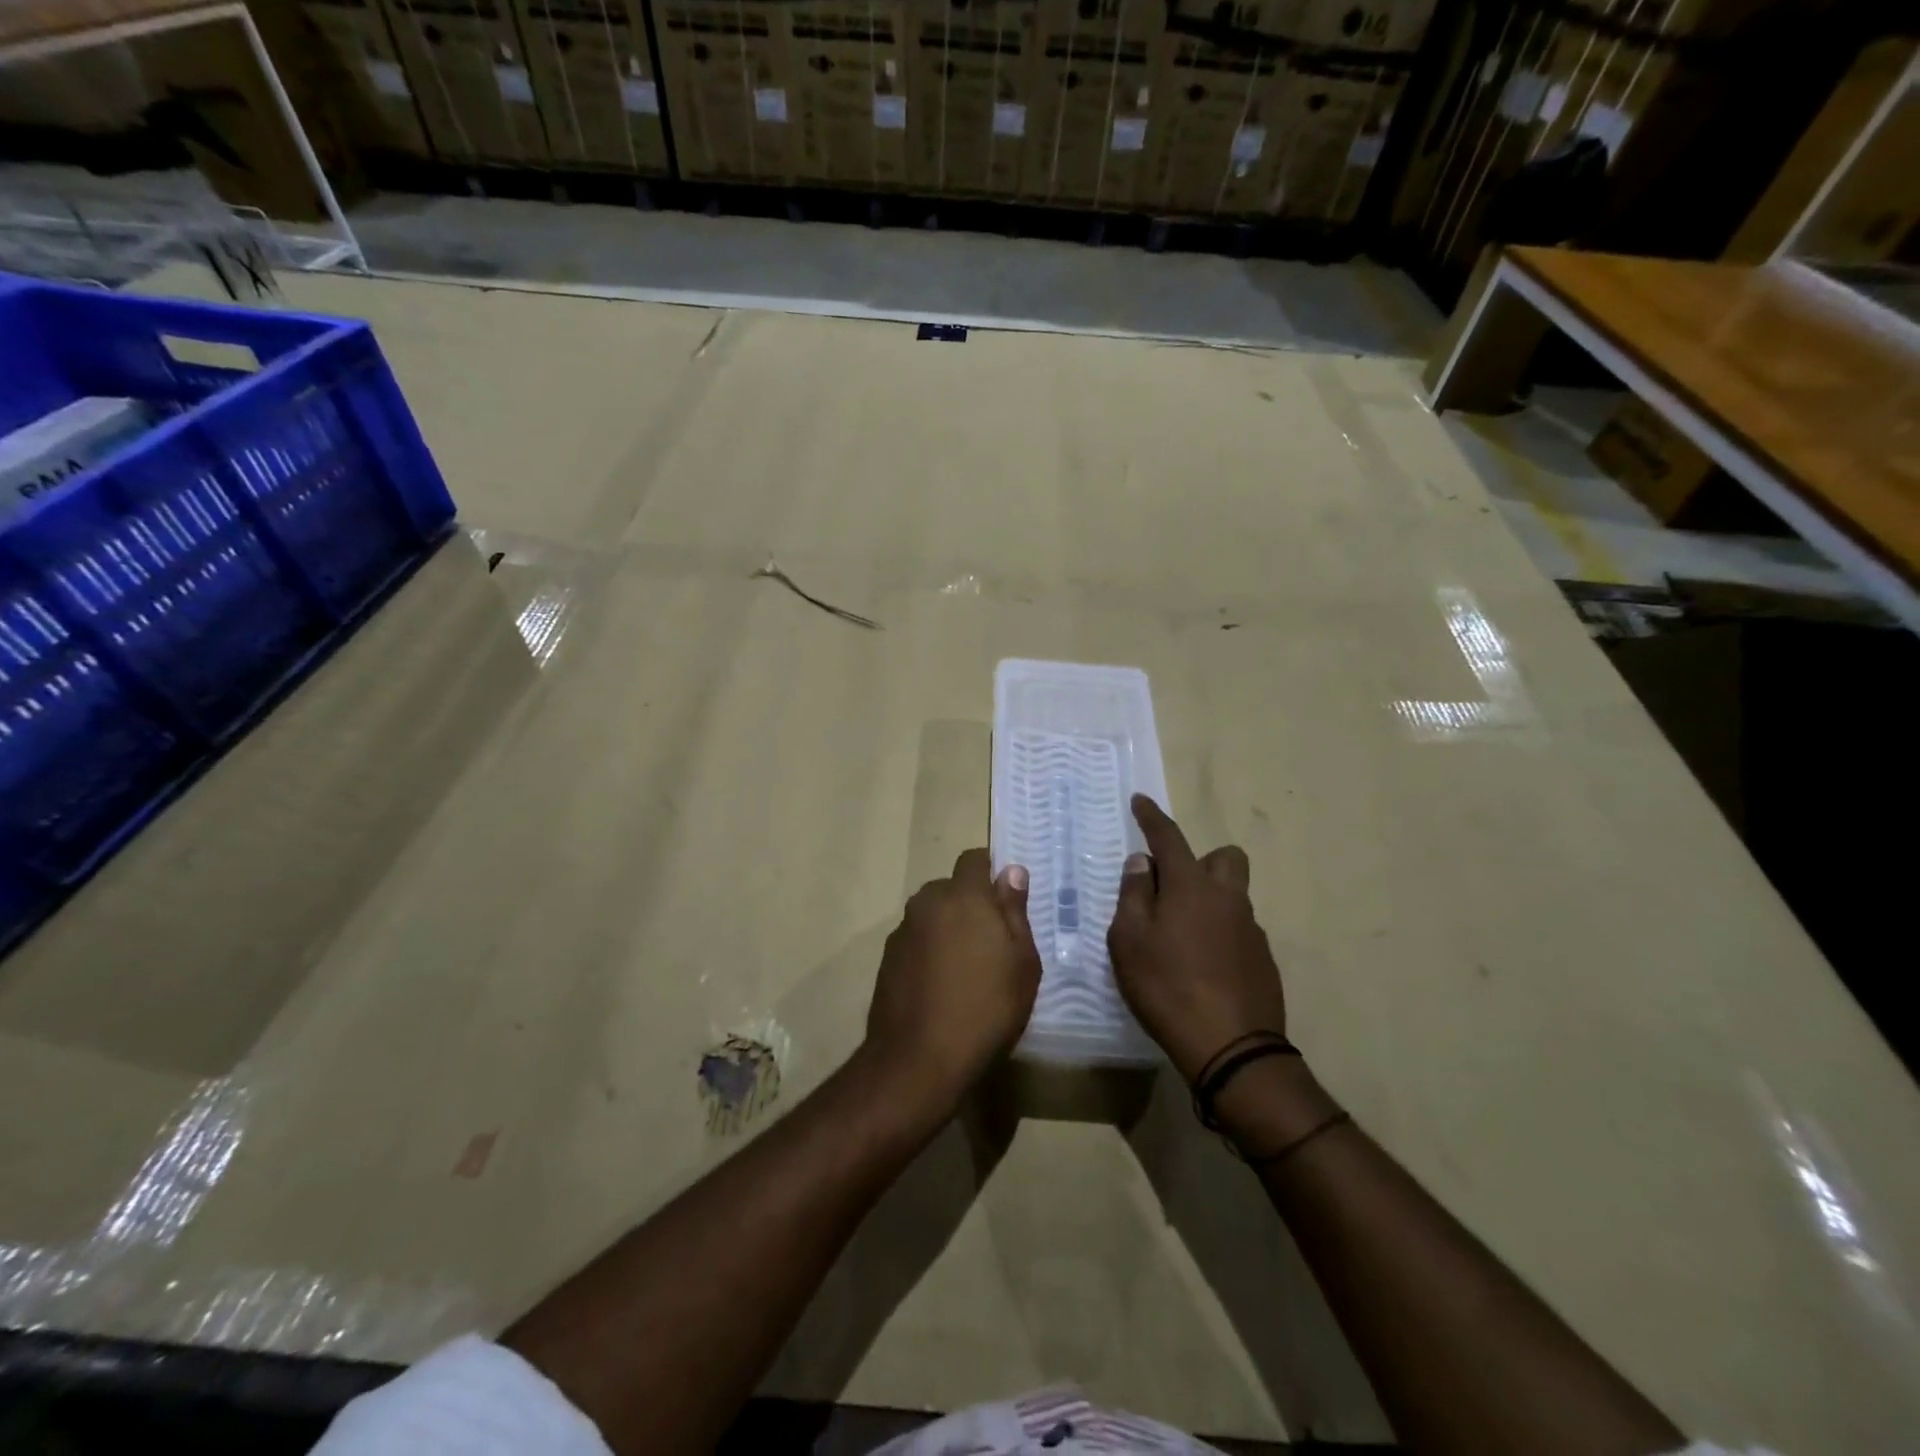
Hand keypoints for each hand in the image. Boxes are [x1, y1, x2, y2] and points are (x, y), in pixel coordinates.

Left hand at [865, 849, 1041, 1110]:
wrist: (919, 1059)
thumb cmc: (985, 1007)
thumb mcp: (1021, 962)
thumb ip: (1014, 911)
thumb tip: (1011, 871)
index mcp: (962, 896)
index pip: (973, 859)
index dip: (991, 870)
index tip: (1006, 897)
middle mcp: (927, 903)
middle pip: (951, 888)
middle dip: (970, 903)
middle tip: (993, 940)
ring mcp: (902, 931)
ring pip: (932, 916)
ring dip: (948, 928)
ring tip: (967, 968)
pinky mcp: (887, 959)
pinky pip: (916, 941)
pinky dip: (929, 952)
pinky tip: (941, 986)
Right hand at [1108, 796, 1287, 1082]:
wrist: (1232, 1048)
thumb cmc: (1167, 987)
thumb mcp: (1129, 941)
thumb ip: (1134, 895)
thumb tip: (1143, 863)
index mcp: (1191, 886)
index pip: (1169, 837)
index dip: (1152, 817)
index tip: (1140, 801)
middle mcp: (1227, 898)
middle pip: (1225, 858)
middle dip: (1200, 861)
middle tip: (1172, 890)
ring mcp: (1251, 929)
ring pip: (1232, 896)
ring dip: (1208, 901)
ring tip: (1181, 938)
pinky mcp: (1263, 960)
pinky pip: (1239, 929)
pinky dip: (1220, 934)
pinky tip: (1202, 967)